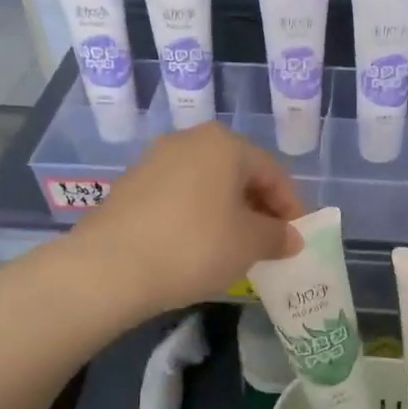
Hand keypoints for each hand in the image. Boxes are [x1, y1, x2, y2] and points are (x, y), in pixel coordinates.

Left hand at [73, 123, 304, 316]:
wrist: (110, 267)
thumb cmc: (194, 246)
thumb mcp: (249, 244)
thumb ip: (277, 236)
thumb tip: (291, 237)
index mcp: (224, 144)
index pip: (272, 172)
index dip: (291, 206)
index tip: (297, 237)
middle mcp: (189, 141)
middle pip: (238, 174)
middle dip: (259, 208)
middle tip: (270, 242)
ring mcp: (154, 161)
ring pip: (207, 185)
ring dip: (227, 213)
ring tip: (235, 247)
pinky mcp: (130, 187)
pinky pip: (179, 197)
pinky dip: (197, 217)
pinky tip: (197, 247)